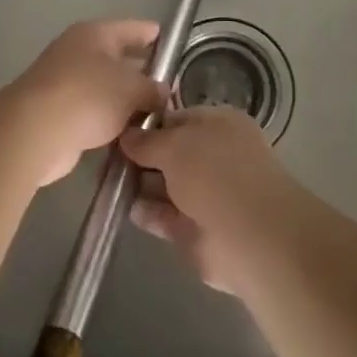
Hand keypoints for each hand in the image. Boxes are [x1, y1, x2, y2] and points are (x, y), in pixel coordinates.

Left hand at [0, 20, 166, 186]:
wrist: (35, 131)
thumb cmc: (88, 96)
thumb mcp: (132, 90)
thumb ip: (153, 89)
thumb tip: (161, 92)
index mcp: (96, 34)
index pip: (132, 28)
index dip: (153, 35)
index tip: (172, 43)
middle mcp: (78, 51)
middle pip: (117, 58)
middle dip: (141, 71)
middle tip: (169, 85)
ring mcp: (64, 81)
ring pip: (105, 87)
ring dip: (125, 100)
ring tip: (155, 114)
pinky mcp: (57, 111)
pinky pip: (92, 111)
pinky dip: (108, 120)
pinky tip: (129, 134)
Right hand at [119, 106, 293, 293]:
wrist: (251, 238)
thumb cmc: (215, 174)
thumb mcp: (175, 146)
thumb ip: (147, 141)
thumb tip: (127, 136)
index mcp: (219, 124)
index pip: (176, 118)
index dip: (147, 125)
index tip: (117, 130)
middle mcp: (215, 157)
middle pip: (170, 153)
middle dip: (140, 156)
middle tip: (105, 157)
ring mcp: (207, 195)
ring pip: (166, 185)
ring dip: (140, 185)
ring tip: (107, 181)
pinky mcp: (196, 230)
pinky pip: (165, 216)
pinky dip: (147, 213)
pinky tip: (123, 208)